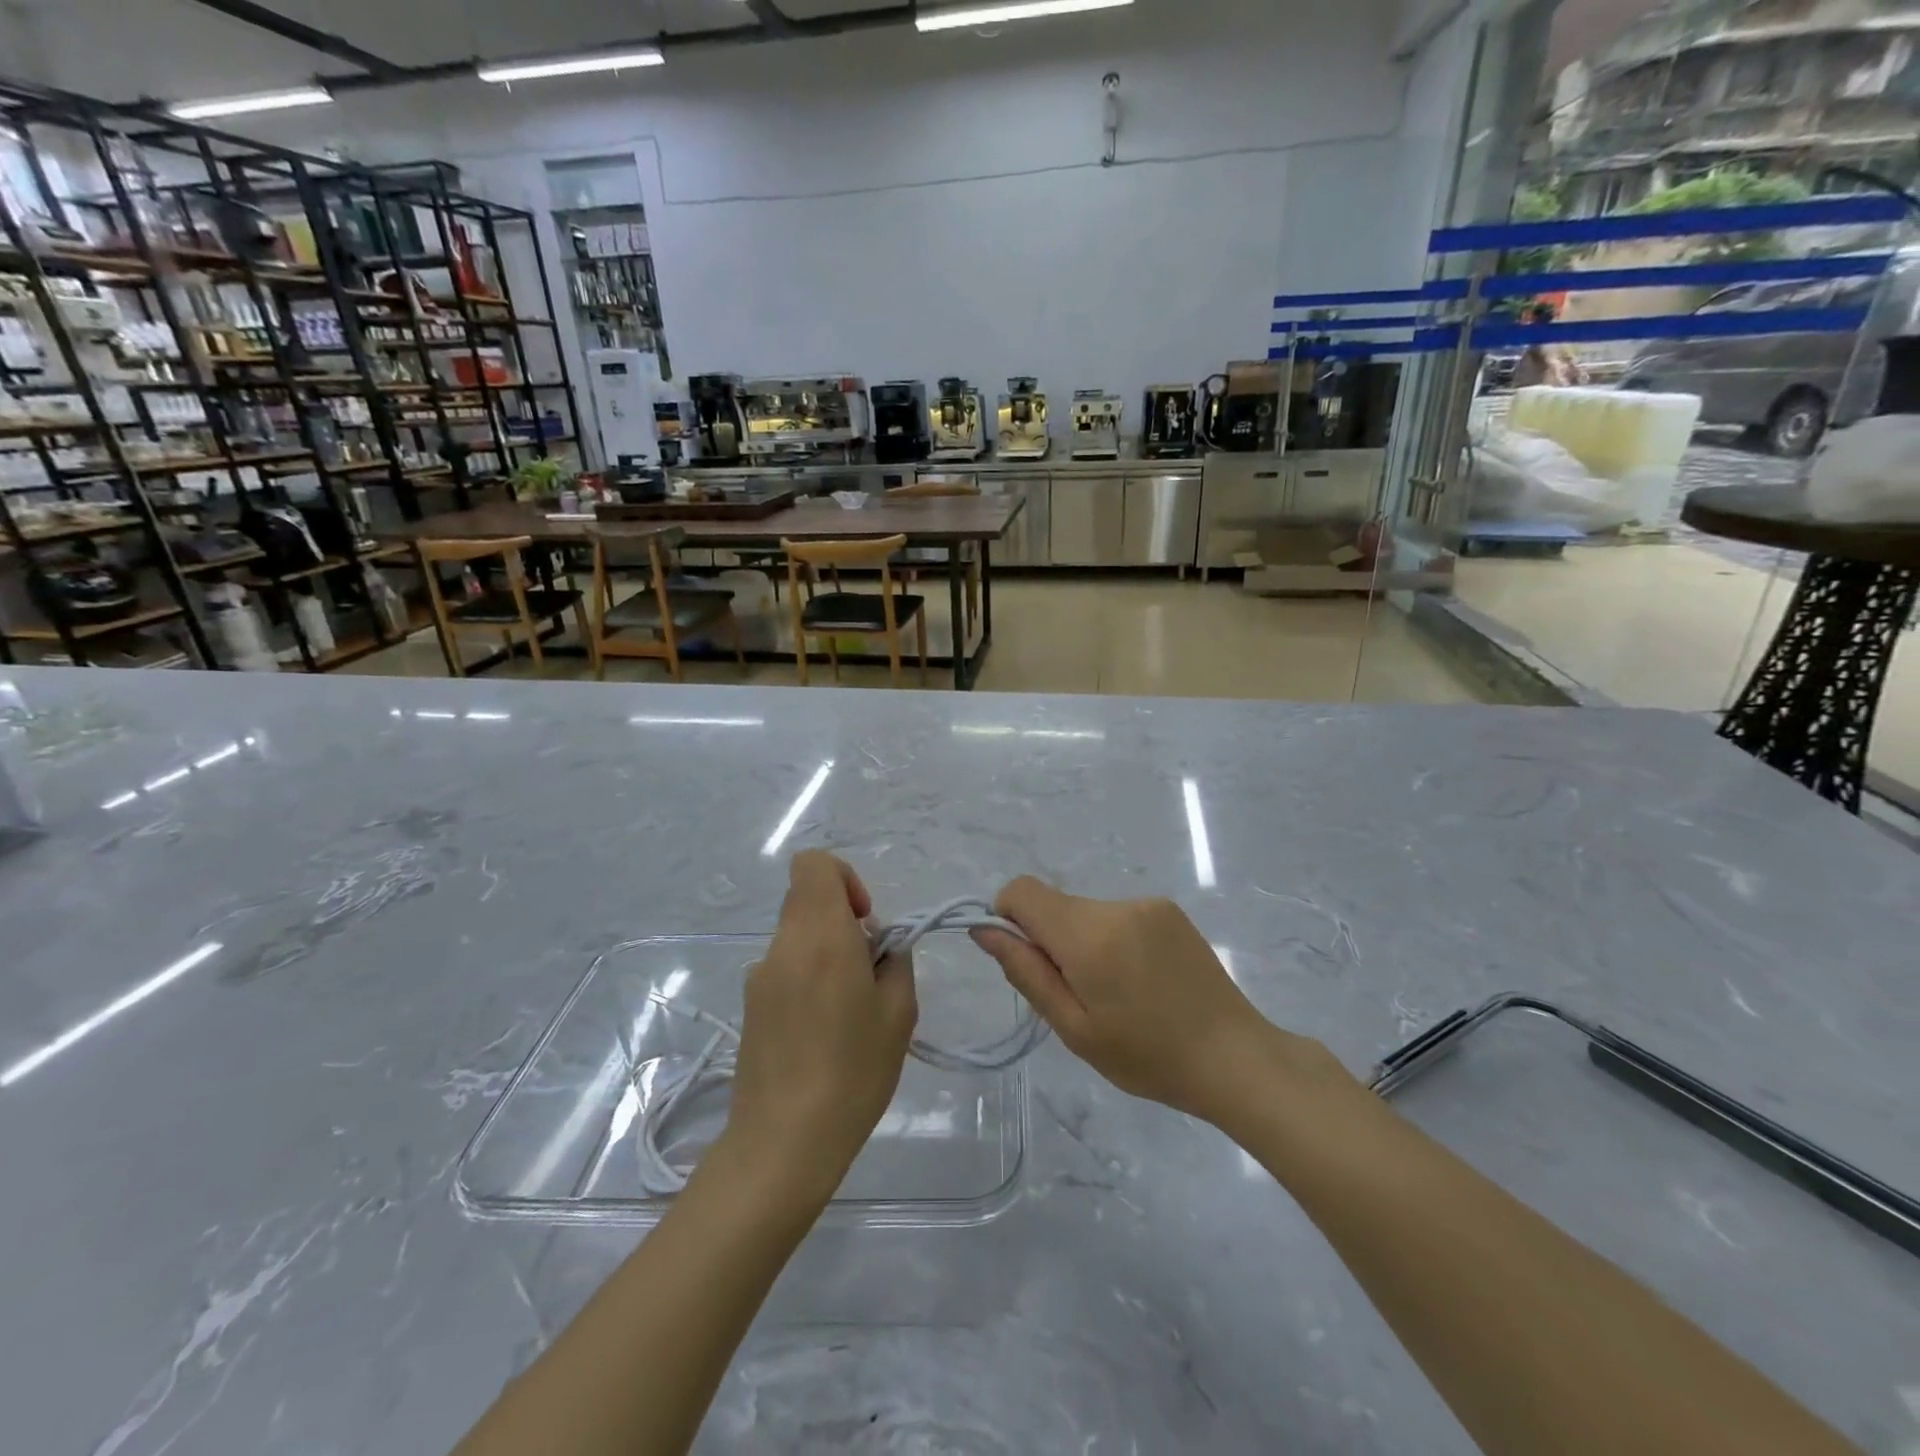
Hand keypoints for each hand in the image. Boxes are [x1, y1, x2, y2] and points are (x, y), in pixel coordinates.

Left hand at [724, 851, 916, 1200]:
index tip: (865, 921)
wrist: (784, 1142)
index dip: (844, 878)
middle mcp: (782, 946)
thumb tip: (878, 946)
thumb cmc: (853, 1071)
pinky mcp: (749, 1006)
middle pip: (808, 901)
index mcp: (819, 936)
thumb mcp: (899, 1012)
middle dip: (843, 922)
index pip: (813, 864)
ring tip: (849, 1012)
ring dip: (827, 954)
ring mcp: (759, 976)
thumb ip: (895, 961)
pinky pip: (786, 969)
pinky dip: (808, 979)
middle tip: (868, 972)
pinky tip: (824, 1032)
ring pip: (798, 937)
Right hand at [973, 877, 1296, 1123]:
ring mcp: (1147, 904)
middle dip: (1051, 942)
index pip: (1022, 891)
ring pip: (1086, 912)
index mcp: (1088, 935)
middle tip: (1080, 996)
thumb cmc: (1147, 1057)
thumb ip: (1025, 972)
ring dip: (1085, 943)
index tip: (1028, 962)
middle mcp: (1116, 906)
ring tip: (1118, 993)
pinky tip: (1142, 981)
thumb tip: (984, 929)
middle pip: (1055, 906)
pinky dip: (1114, 940)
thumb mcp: (1074, 1028)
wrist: (1234, 1057)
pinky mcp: (1169, 910)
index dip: (1009, 918)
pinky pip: (1118, 915)